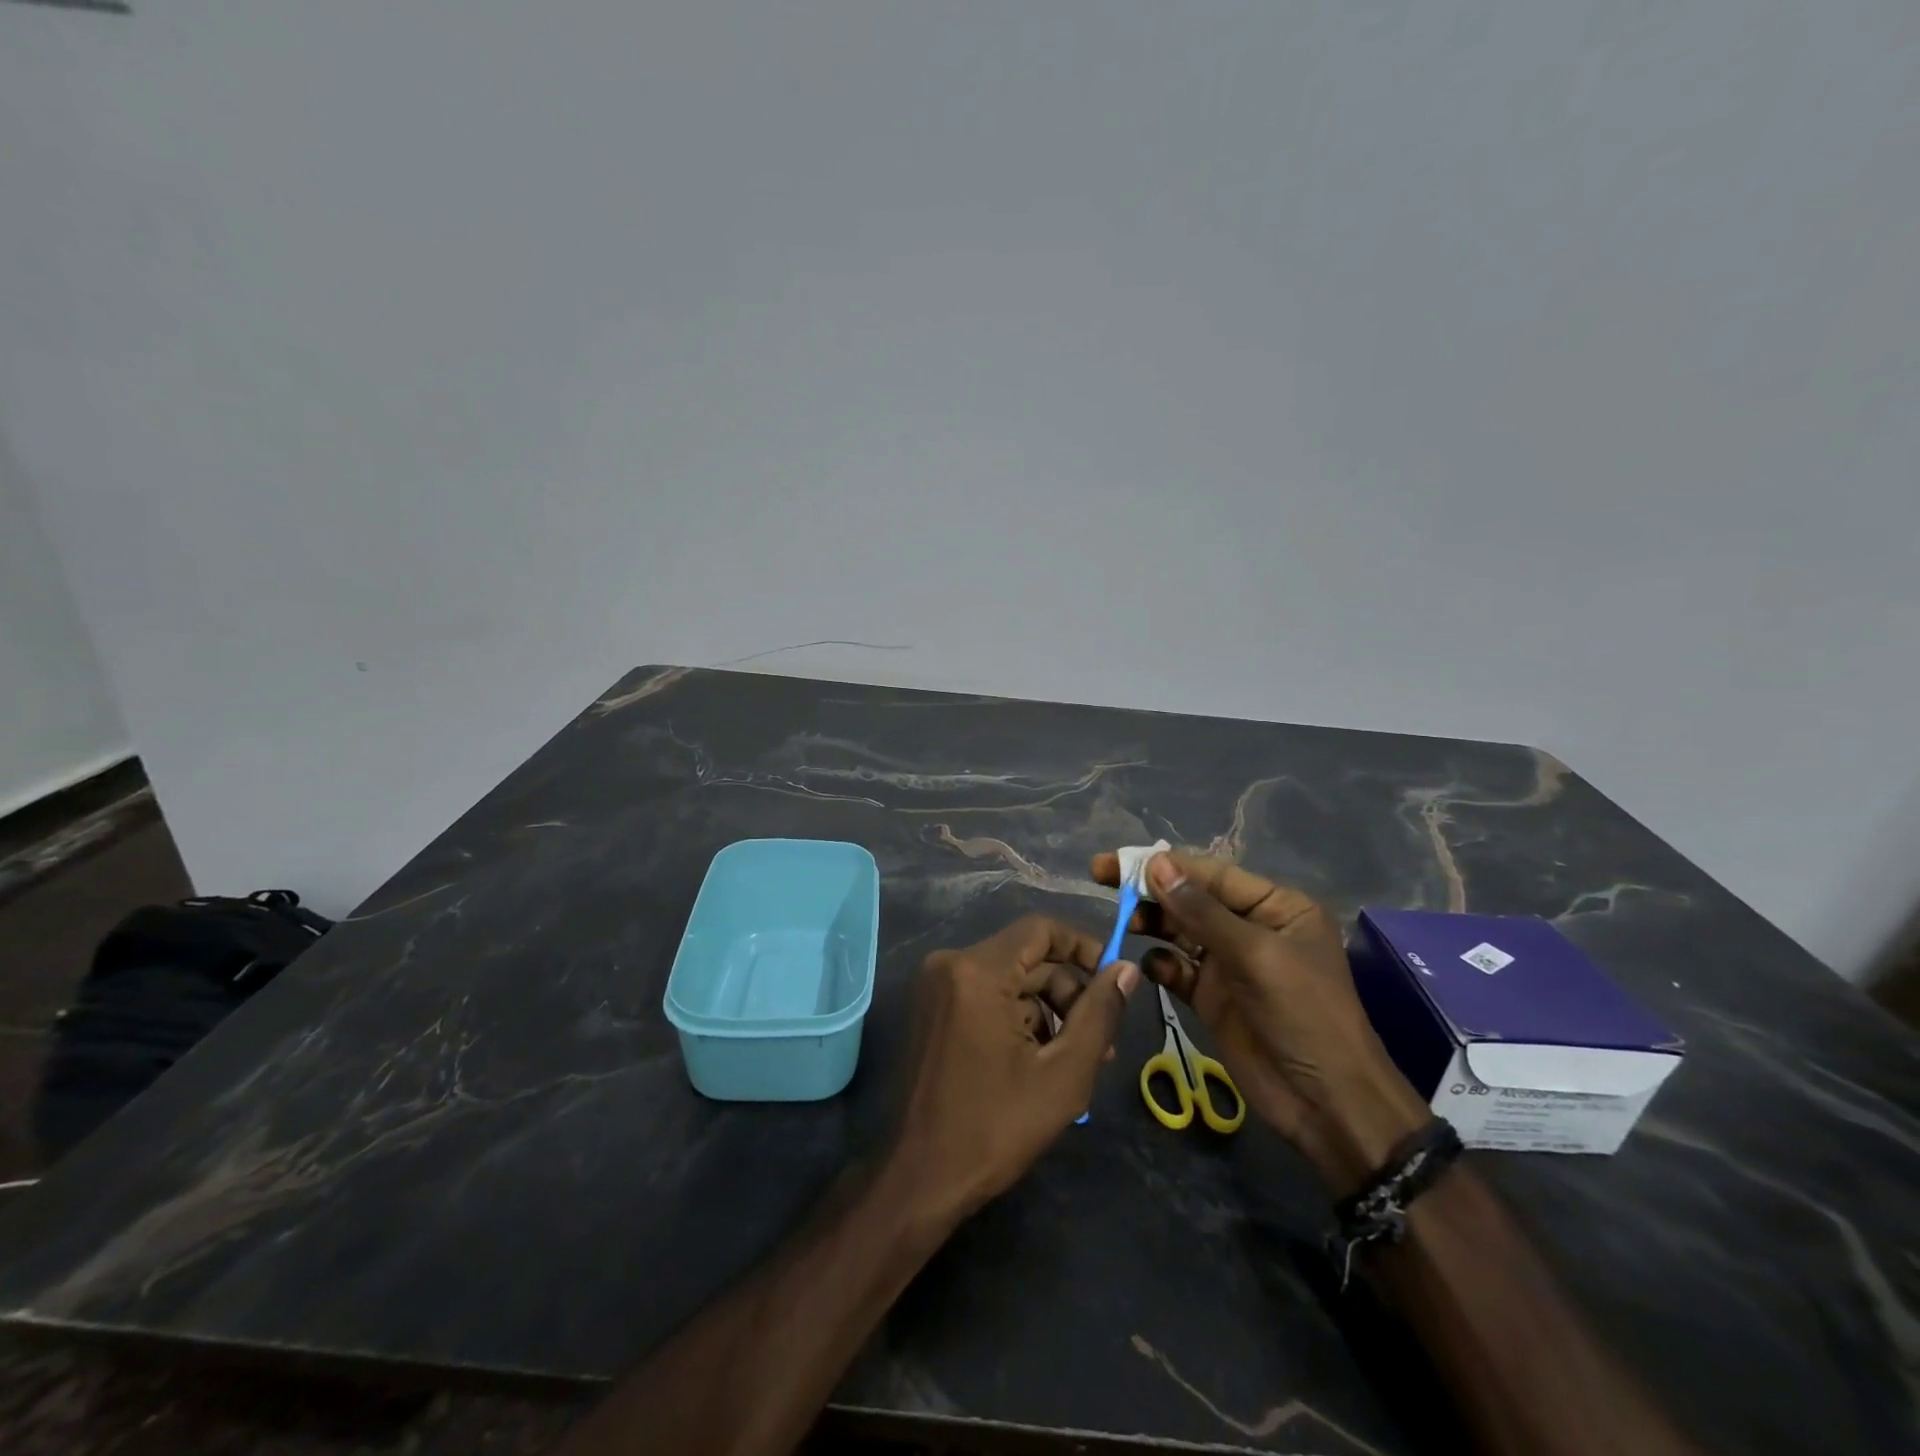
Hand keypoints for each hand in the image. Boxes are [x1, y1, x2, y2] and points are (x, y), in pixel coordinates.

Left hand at [889, 915, 1140, 1221]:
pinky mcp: (932, 1010)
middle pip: (1027, 958)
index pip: (1041, 929)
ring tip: (1079, 1061)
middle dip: (1069, 994)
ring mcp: (936, 987)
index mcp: (977, 971)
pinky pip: (987, 997)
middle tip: (1103, 1042)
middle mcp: (950, 965)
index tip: (1114, 981)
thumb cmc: (994, 1127)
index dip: (1084, 948)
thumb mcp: (1063, 1074)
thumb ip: (1099, 1015)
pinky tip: (1041, 1063)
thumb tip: (1126, 970)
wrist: (919, 1179)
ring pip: (1010, 981)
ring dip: (1048, 1012)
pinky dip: (1018, 1020)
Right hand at [1091, 850, 1429, 1193]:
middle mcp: (1250, 927)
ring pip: (1179, 930)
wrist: (1328, 1104)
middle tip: (1101, 879)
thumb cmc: (1304, 1016)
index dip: (1163, 864)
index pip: (1211, 874)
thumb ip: (1202, 912)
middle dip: (1150, 890)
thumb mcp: (1256, 956)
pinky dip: (1160, 964)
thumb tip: (1156, 863)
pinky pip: (1177, 968)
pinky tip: (1149, 967)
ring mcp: (1229, 963)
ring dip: (1151, 923)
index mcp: (1275, 906)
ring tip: (1123, 924)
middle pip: (1190, 898)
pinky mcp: (1212, 996)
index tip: (1116, 861)